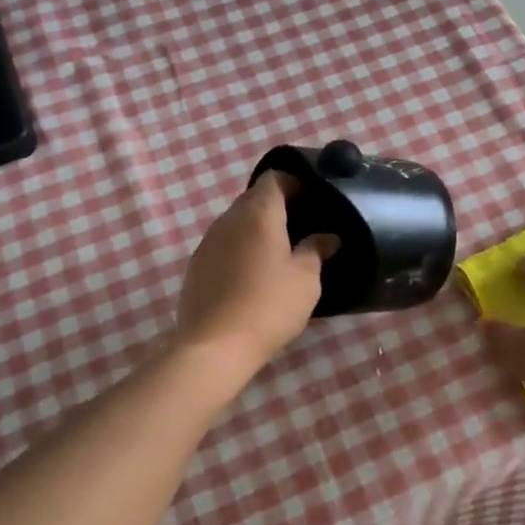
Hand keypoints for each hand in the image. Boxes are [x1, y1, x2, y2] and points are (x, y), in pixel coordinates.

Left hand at [175, 172, 337, 372]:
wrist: (215, 346)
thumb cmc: (269, 305)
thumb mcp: (306, 279)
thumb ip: (316, 250)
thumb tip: (327, 237)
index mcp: (259, 214)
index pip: (274, 178)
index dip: (294, 182)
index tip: (313, 198)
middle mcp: (229, 219)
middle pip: (254, 198)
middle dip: (277, 206)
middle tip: (302, 226)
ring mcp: (208, 242)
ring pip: (237, 222)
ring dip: (257, 229)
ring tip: (280, 252)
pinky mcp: (197, 266)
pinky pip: (224, 244)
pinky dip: (241, 249)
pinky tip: (254, 275)